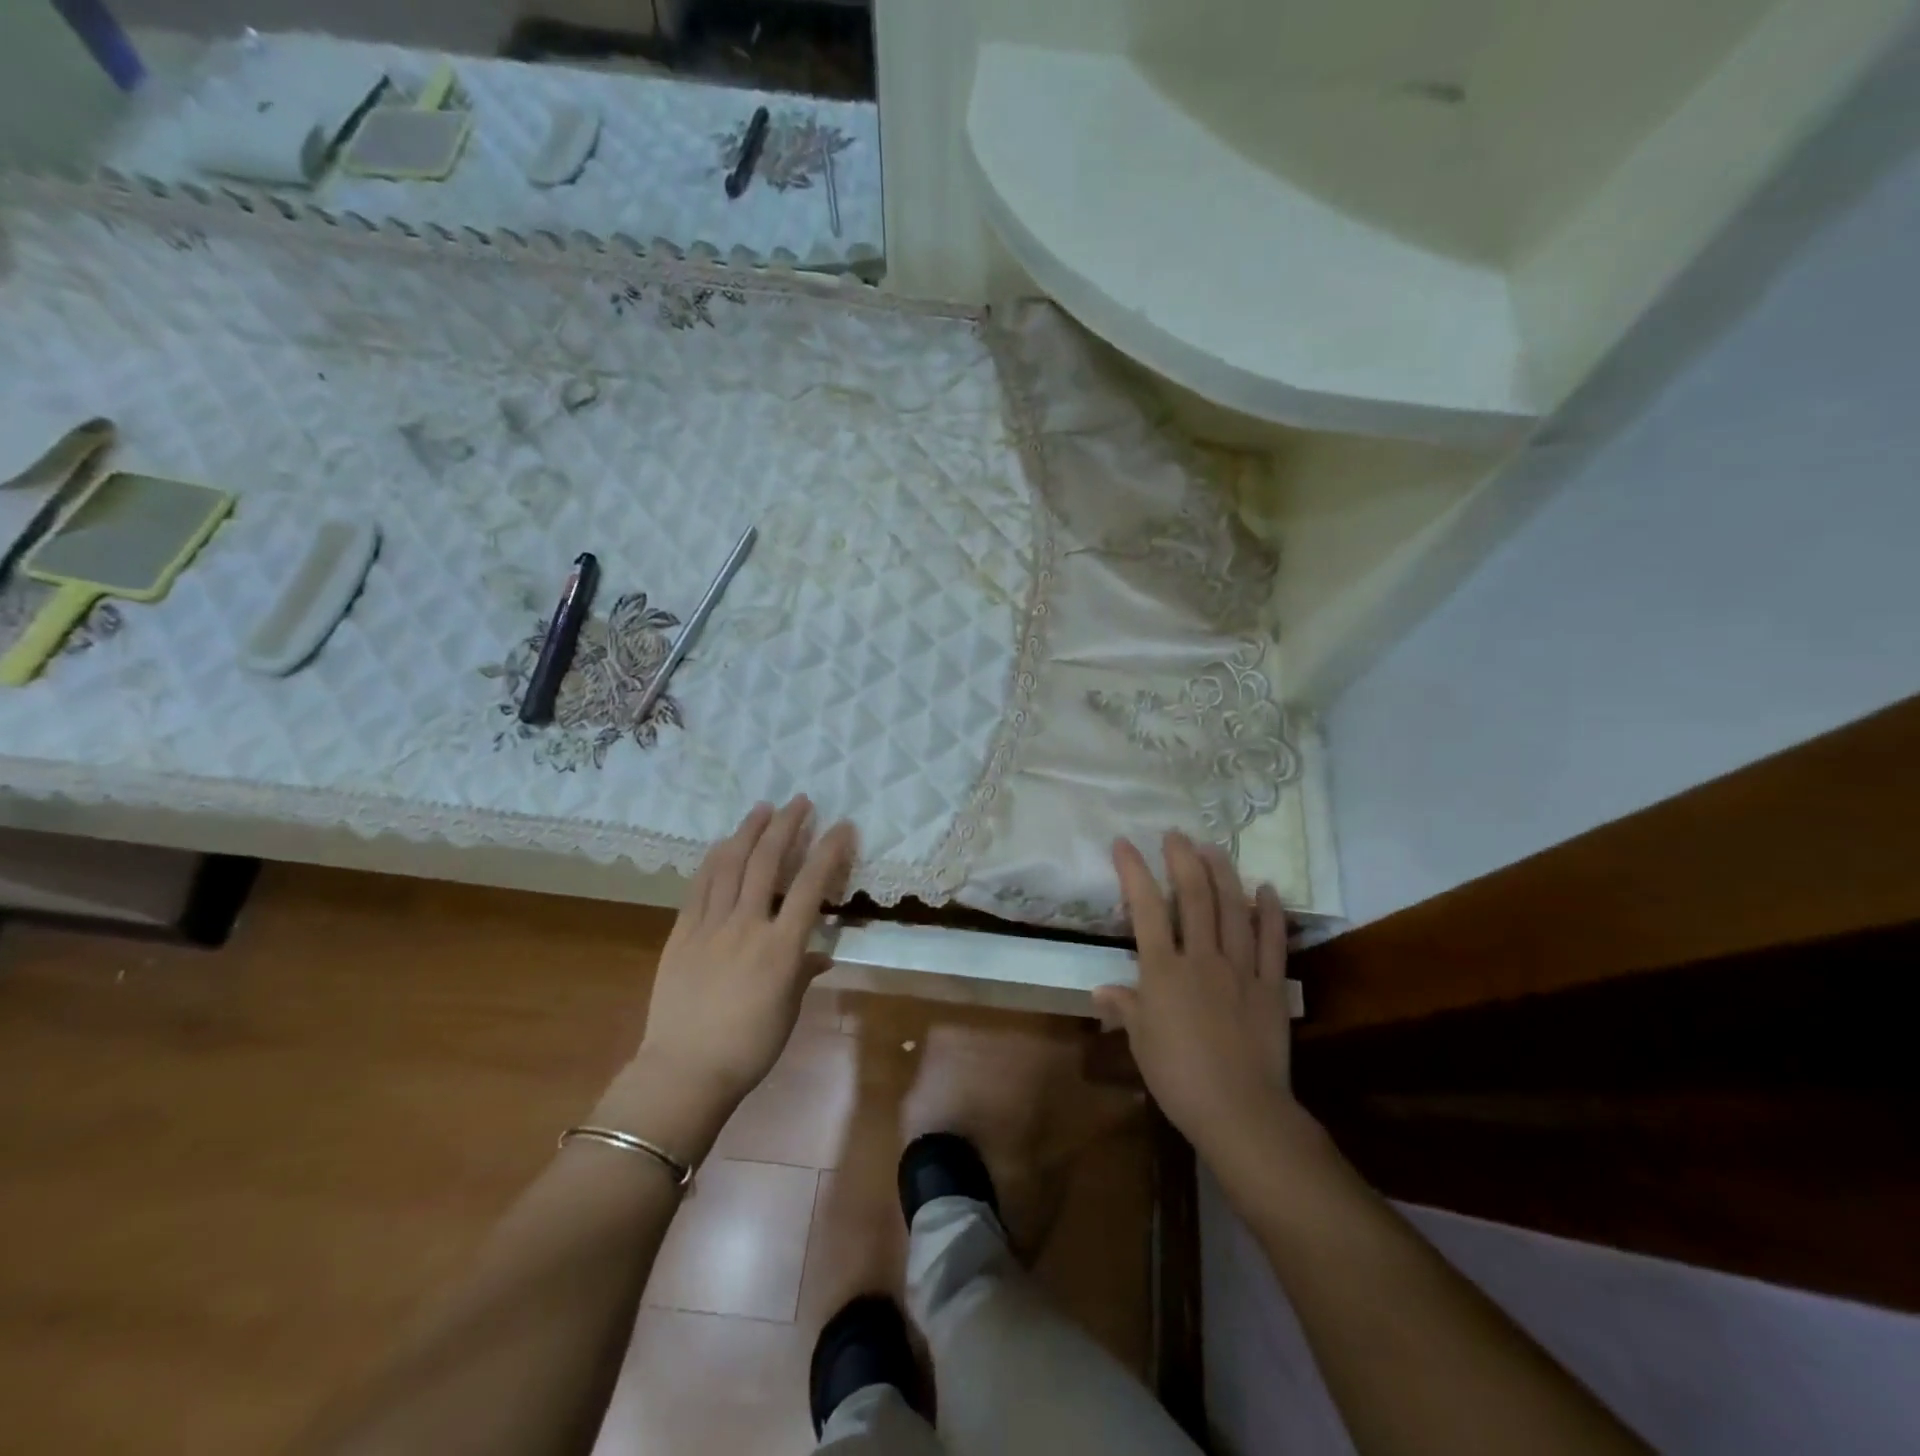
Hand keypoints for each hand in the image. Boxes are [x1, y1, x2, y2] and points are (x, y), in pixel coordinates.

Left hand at [636, 797, 855, 1107]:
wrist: (684, 1072)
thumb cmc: (748, 1049)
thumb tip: (819, 954)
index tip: (842, 826)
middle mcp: (747, 927)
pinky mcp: (682, 933)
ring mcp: (710, 926)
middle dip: (786, 826)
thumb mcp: (788, 1011)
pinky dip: (714, 859)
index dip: (828, 852)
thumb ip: (804, 973)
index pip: (810, 887)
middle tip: (799, 801)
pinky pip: (699, 886)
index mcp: (780, 948)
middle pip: (766, 863)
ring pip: (730, 865)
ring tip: (763, 808)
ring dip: (748, 832)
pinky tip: (723, 843)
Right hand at [1094, 832, 1306, 1170]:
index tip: (1124, 844)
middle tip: (1176, 835)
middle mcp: (1201, 959)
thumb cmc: (1179, 1076)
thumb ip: (1125, 1007)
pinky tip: (1266, 889)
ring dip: (1223, 874)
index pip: (1146, 909)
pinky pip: (1272, 942)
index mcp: (1164, 971)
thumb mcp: (1141, 1041)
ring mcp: (1240, 969)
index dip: (1134, 872)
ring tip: (1214, 848)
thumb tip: (1102, 991)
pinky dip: (1270, 912)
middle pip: (1194, 898)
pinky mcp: (1270, 986)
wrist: (1239, 1110)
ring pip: (1232, 910)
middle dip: (1182, 860)